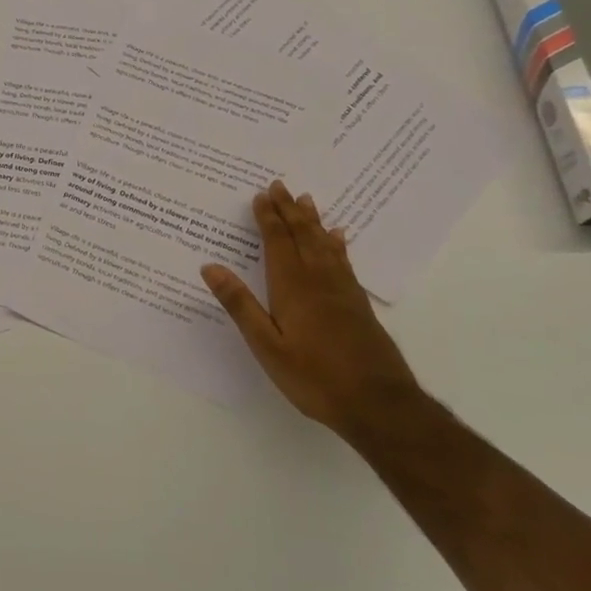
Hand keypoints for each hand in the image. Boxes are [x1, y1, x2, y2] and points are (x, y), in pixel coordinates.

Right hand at [200, 182, 419, 439]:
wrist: (379, 405)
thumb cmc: (314, 377)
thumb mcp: (267, 345)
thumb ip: (240, 304)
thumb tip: (211, 266)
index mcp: (292, 287)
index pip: (278, 242)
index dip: (268, 217)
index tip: (261, 194)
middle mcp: (319, 280)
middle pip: (303, 236)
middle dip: (289, 210)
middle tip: (280, 185)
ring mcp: (343, 292)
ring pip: (325, 245)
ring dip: (313, 221)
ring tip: (306, 200)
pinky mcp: (359, 305)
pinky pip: (344, 262)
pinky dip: (338, 245)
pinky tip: (339, 239)